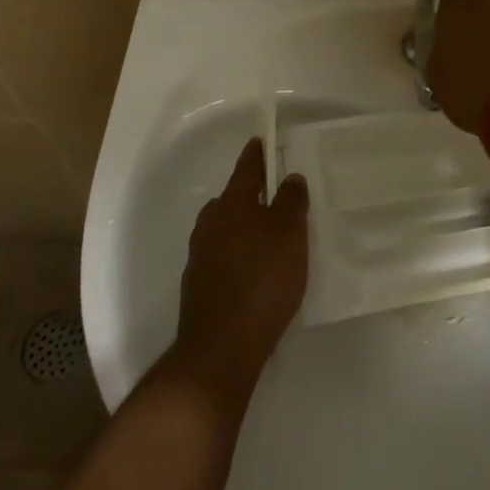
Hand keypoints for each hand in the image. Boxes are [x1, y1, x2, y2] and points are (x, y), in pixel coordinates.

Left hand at [168, 139, 308, 411]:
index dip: (257, 154)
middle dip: (250, 195)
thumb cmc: (262, 280)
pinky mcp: (199, 288)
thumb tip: (289, 177)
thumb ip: (291, 201)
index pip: (246, 168)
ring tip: (269, 238)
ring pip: (225, 230)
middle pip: (232, 199)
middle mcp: (210, 223)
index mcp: (232, 203)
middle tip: (274, 196)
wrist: (221, 348)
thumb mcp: (290, 234)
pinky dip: (238, 257)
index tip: (261, 141)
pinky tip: (254, 274)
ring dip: (244, 228)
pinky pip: (222, 258)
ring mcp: (200, 257)